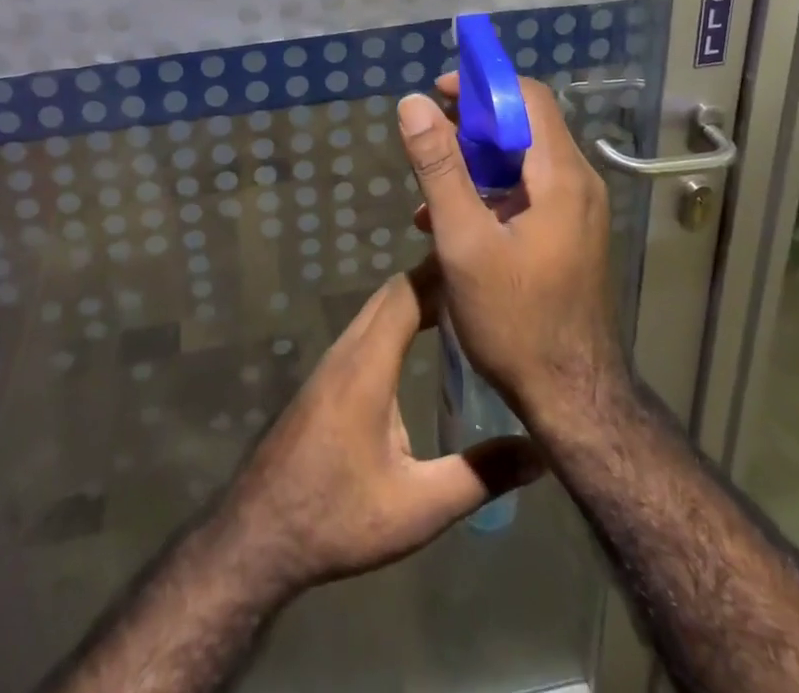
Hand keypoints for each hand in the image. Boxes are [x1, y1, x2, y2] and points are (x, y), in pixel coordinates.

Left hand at [214, 261, 539, 596]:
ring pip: (377, 311)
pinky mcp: (326, 379)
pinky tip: (420, 344)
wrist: (260, 534)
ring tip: (462, 308)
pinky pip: (367, 330)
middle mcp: (348, 350)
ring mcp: (332, 363)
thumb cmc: (338, 516)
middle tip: (483, 287)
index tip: (482, 264)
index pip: (407, 293)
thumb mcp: (418, 507)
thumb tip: (538, 452)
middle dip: (435, 282)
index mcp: (368, 364)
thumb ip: (479, 476)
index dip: (442, 272)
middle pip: (392, 294)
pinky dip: (398, 320)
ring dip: (415, 300)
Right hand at [399, 79, 625, 427]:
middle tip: (427, 144)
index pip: (527, 97)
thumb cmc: (516, 320)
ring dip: (474, 166)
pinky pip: (527, 194)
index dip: (481, 85)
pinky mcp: (570, 236)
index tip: (438, 93)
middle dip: (471, 127)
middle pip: (524, 127)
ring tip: (429, 192)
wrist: (573, 400)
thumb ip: (439, 168)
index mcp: (561, 176)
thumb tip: (414, 104)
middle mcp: (578, 184)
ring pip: (522, 163)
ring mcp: (578, 212)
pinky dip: (489, 195)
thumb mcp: (464, 241)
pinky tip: (450, 224)